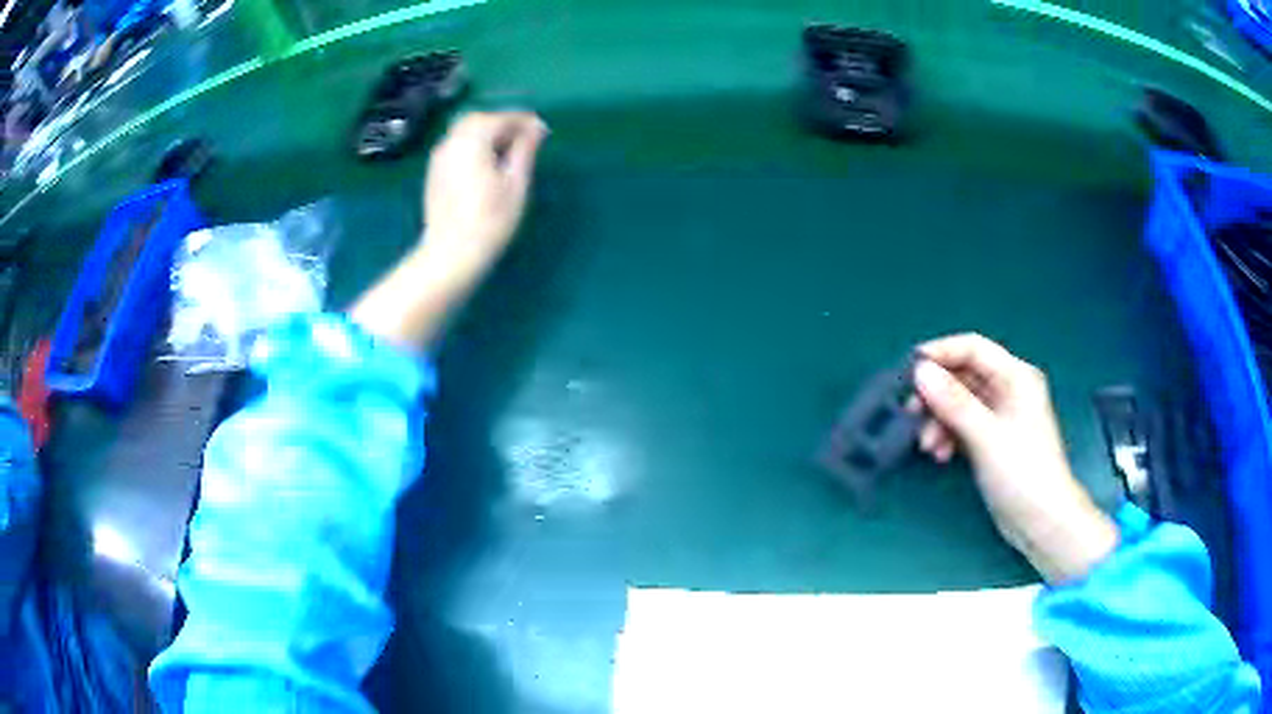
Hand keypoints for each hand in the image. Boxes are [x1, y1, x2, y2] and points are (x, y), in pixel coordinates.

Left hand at [350, 111, 547, 348]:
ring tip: (509, 151)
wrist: (451, 253)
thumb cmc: (490, 220)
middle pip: (479, 119)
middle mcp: (452, 141)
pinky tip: (487, 163)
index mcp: (473, 140)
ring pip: (465, 131)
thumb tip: (536, 128)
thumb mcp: (516, 183)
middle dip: (503, 123)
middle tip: (526, 138)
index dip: (524, 121)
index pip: (501, 118)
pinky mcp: (435, 172)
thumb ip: (525, 149)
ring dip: (488, 133)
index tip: (543, 131)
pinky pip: (456, 146)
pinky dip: (474, 145)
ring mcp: (439, 157)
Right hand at [911, 334, 1118, 583]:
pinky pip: (963, 426)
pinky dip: (949, 436)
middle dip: (936, 395)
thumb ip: (954, 402)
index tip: (908, 371)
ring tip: (927, 446)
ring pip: (959, 403)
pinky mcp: (993, 440)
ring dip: (939, 420)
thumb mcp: (986, 436)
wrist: (1042, 522)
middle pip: (963, 376)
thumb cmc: (1023, 473)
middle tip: (910, 413)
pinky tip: (940, 455)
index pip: (973, 348)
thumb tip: (920, 371)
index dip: (940, 353)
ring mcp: (1001, 416)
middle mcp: (1008, 389)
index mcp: (1016, 377)